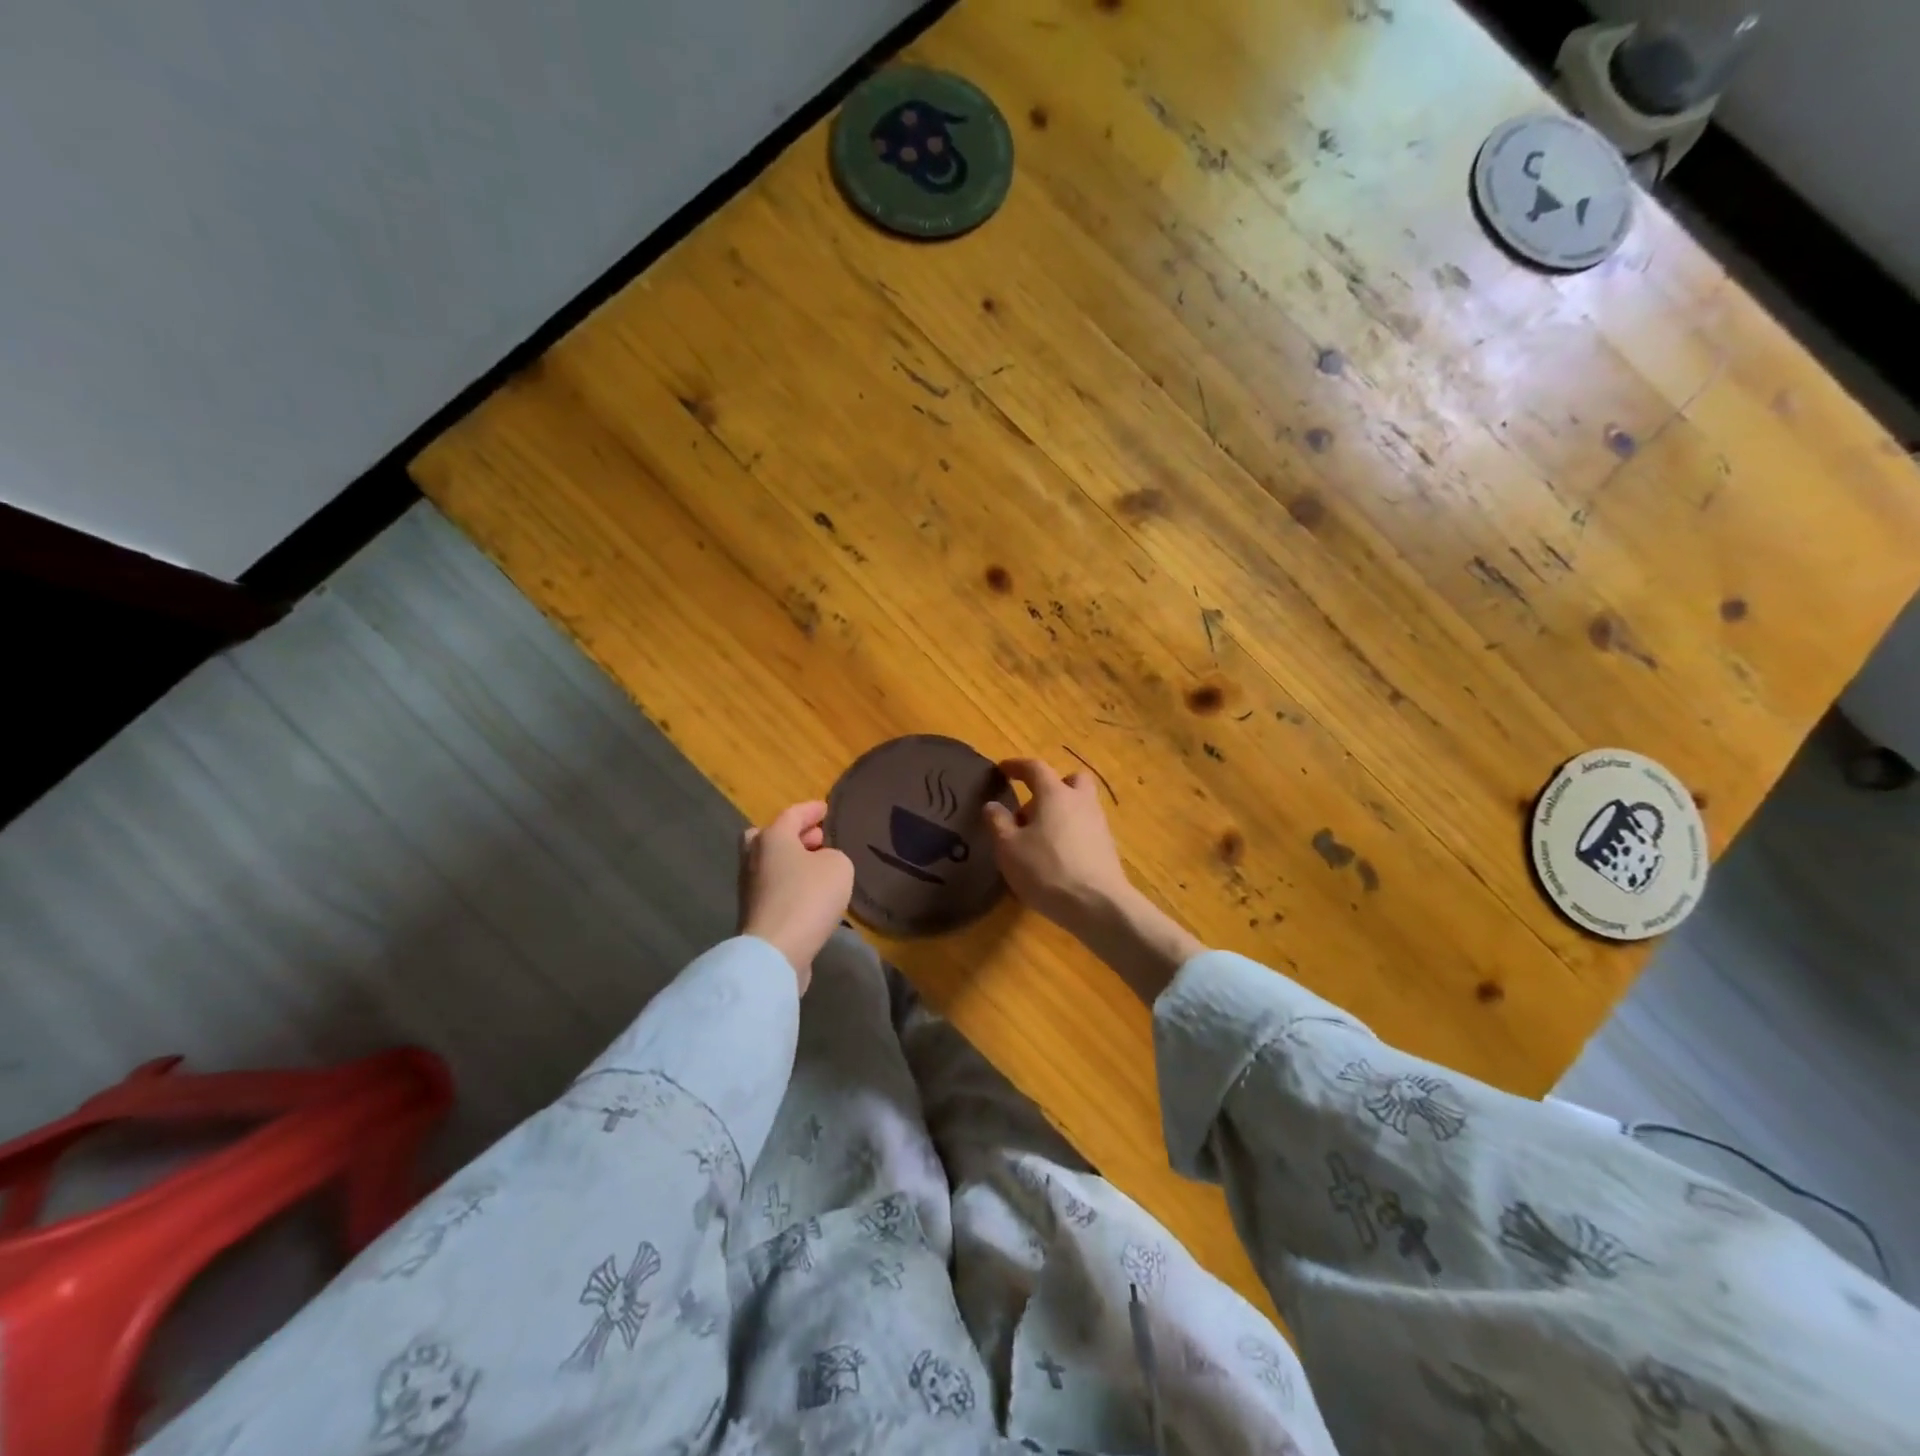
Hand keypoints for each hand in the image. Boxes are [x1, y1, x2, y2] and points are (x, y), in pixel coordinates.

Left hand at [738, 801, 853, 990]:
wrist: (775, 951)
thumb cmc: (808, 897)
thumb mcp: (838, 867)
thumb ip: (833, 856)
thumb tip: (821, 863)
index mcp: (772, 837)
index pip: (792, 814)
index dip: (811, 810)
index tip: (825, 808)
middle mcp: (754, 857)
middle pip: (769, 837)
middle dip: (793, 835)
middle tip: (816, 838)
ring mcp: (749, 887)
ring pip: (769, 864)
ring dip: (791, 861)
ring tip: (818, 867)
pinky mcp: (753, 913)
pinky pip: (773, 888)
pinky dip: (789, 884)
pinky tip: (810, 893)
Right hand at [982, 758, 1132, 936]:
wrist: (1097, 905)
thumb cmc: (1046, 870)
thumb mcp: (1008, 848)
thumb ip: (998, 822)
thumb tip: (992, 805)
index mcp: (1055, 794)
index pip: (1035, 768)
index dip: (1016, 766)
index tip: (1003, 770)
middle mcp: (1081, 801)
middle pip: (1070, 780)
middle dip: (1051, 787)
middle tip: (1032, 808)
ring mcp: (1099, 824)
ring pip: (1080, 805)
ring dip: (1061, 812)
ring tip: (1040, 839)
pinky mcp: (1107, 847)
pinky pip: (1086, 828)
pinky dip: (1071, 833)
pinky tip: (1058, 857)